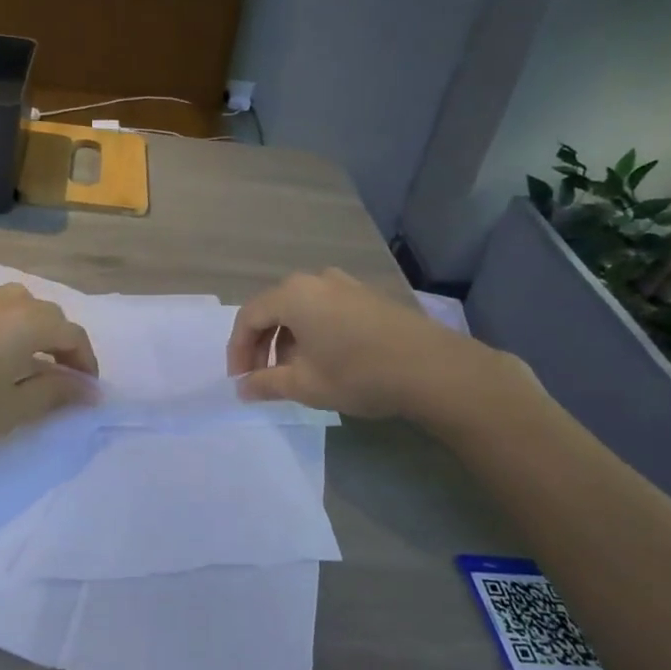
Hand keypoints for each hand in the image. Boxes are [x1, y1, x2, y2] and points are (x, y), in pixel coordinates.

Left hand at [0, 284, 98, 481]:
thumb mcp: (11, 411)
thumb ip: (55, 393)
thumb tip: (88, 389)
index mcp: (20, 323)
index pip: (69, 332)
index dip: (85, 360)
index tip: (87, 390)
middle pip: (43, 311)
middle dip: (61, 340)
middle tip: (62, 378)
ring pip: (14, 303)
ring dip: (32, 328)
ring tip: (29, 365)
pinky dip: (4, 327)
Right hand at [225, 268, 531, 428]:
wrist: (433, 368)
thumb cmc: (358, 373)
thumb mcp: (304, 385)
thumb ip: (265, 384)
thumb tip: (242, 389)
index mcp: (292, 295)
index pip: (248, 318)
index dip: (238, 351)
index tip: (240, 381)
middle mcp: (314, 280)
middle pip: (273, 309)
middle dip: (261, 345)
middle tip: (261, 378)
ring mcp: (344, 284)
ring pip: (300, 310)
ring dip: (287, 340)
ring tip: (293, 373)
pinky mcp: (367, 295)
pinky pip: (324, 309)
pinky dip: (312, 332)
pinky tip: (324, 360)